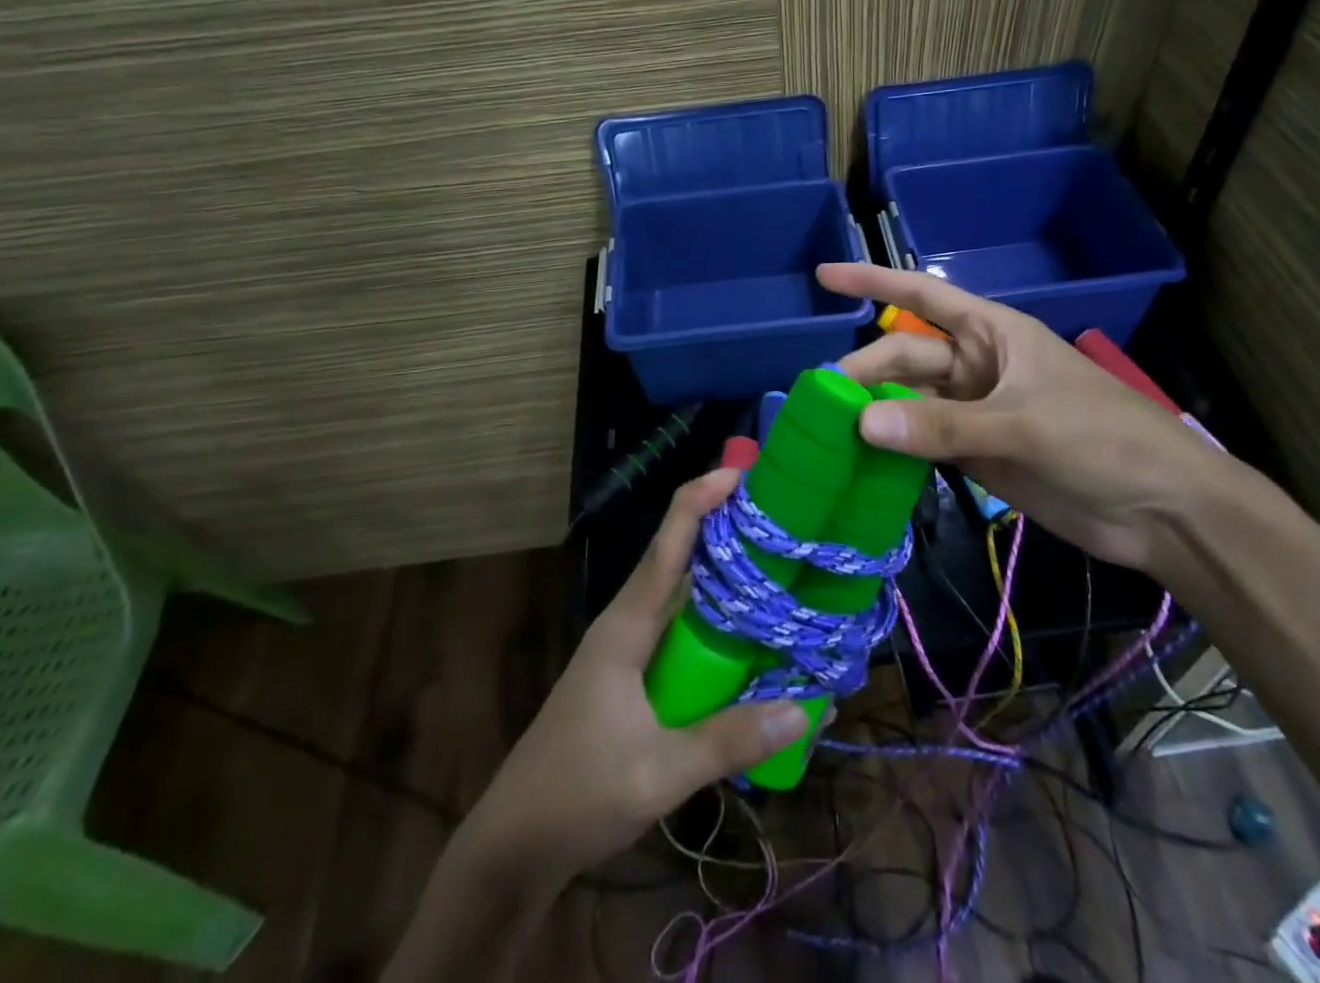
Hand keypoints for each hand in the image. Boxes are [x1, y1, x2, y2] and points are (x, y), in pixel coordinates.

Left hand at [454, 469, 811, 881]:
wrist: (514, 845)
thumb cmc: (576, 795)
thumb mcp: (657, 773)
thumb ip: (728, 740)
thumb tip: (805, 708)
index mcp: (626, 626)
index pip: (666, 544)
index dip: (700, 499)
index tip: (741, 473)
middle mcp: (628, 624)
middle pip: (680, 559)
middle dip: (726, 531)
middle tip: (783, 519)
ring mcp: (630, 651)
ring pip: (684, 597)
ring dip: (725, 579)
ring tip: (781, 567)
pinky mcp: (635, 678)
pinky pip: (683, 634)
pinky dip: (717, 626)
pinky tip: (753, 640)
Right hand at [820, 263, 1250, 572]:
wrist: (1162, 509)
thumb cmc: (1103, 439)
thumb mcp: (1023, 424)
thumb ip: (943, 426)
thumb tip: (862, 422)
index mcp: (991, 333)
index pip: (921, 296)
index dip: (872, 281)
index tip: (823, 276)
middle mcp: (976, 367)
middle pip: (905, 358)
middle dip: (865, 371)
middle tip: (821, 401)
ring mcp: (975, 412)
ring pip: (909, 403)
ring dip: (875, 414)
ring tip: (828, 432)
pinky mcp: (977, 455)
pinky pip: (922, 443)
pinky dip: (894, 451)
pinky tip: (861, 461)